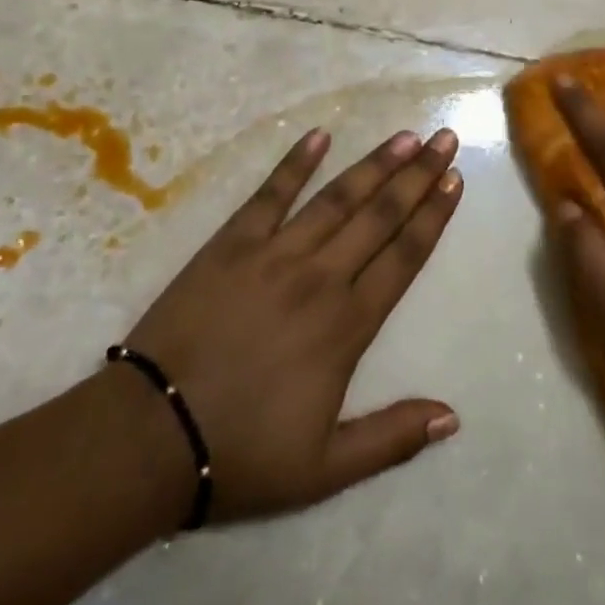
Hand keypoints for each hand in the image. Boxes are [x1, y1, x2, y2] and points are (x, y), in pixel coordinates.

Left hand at [121, 125, 463, 521]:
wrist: (149, 436)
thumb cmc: (241, 453)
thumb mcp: (325, 469)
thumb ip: (392, 439)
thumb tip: (453, 415)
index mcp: (348, 325)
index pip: (403, 256)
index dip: (433, 216)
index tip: (455, 180)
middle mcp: (320, 277)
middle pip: (380, 216)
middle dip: (418, 175)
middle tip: (445, 139)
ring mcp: (274, 254)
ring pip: (337, 198)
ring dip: (374, 164)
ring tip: (405, 136)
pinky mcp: (231, 244)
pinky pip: (270, 194)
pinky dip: (295, 163)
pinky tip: (319, 136)